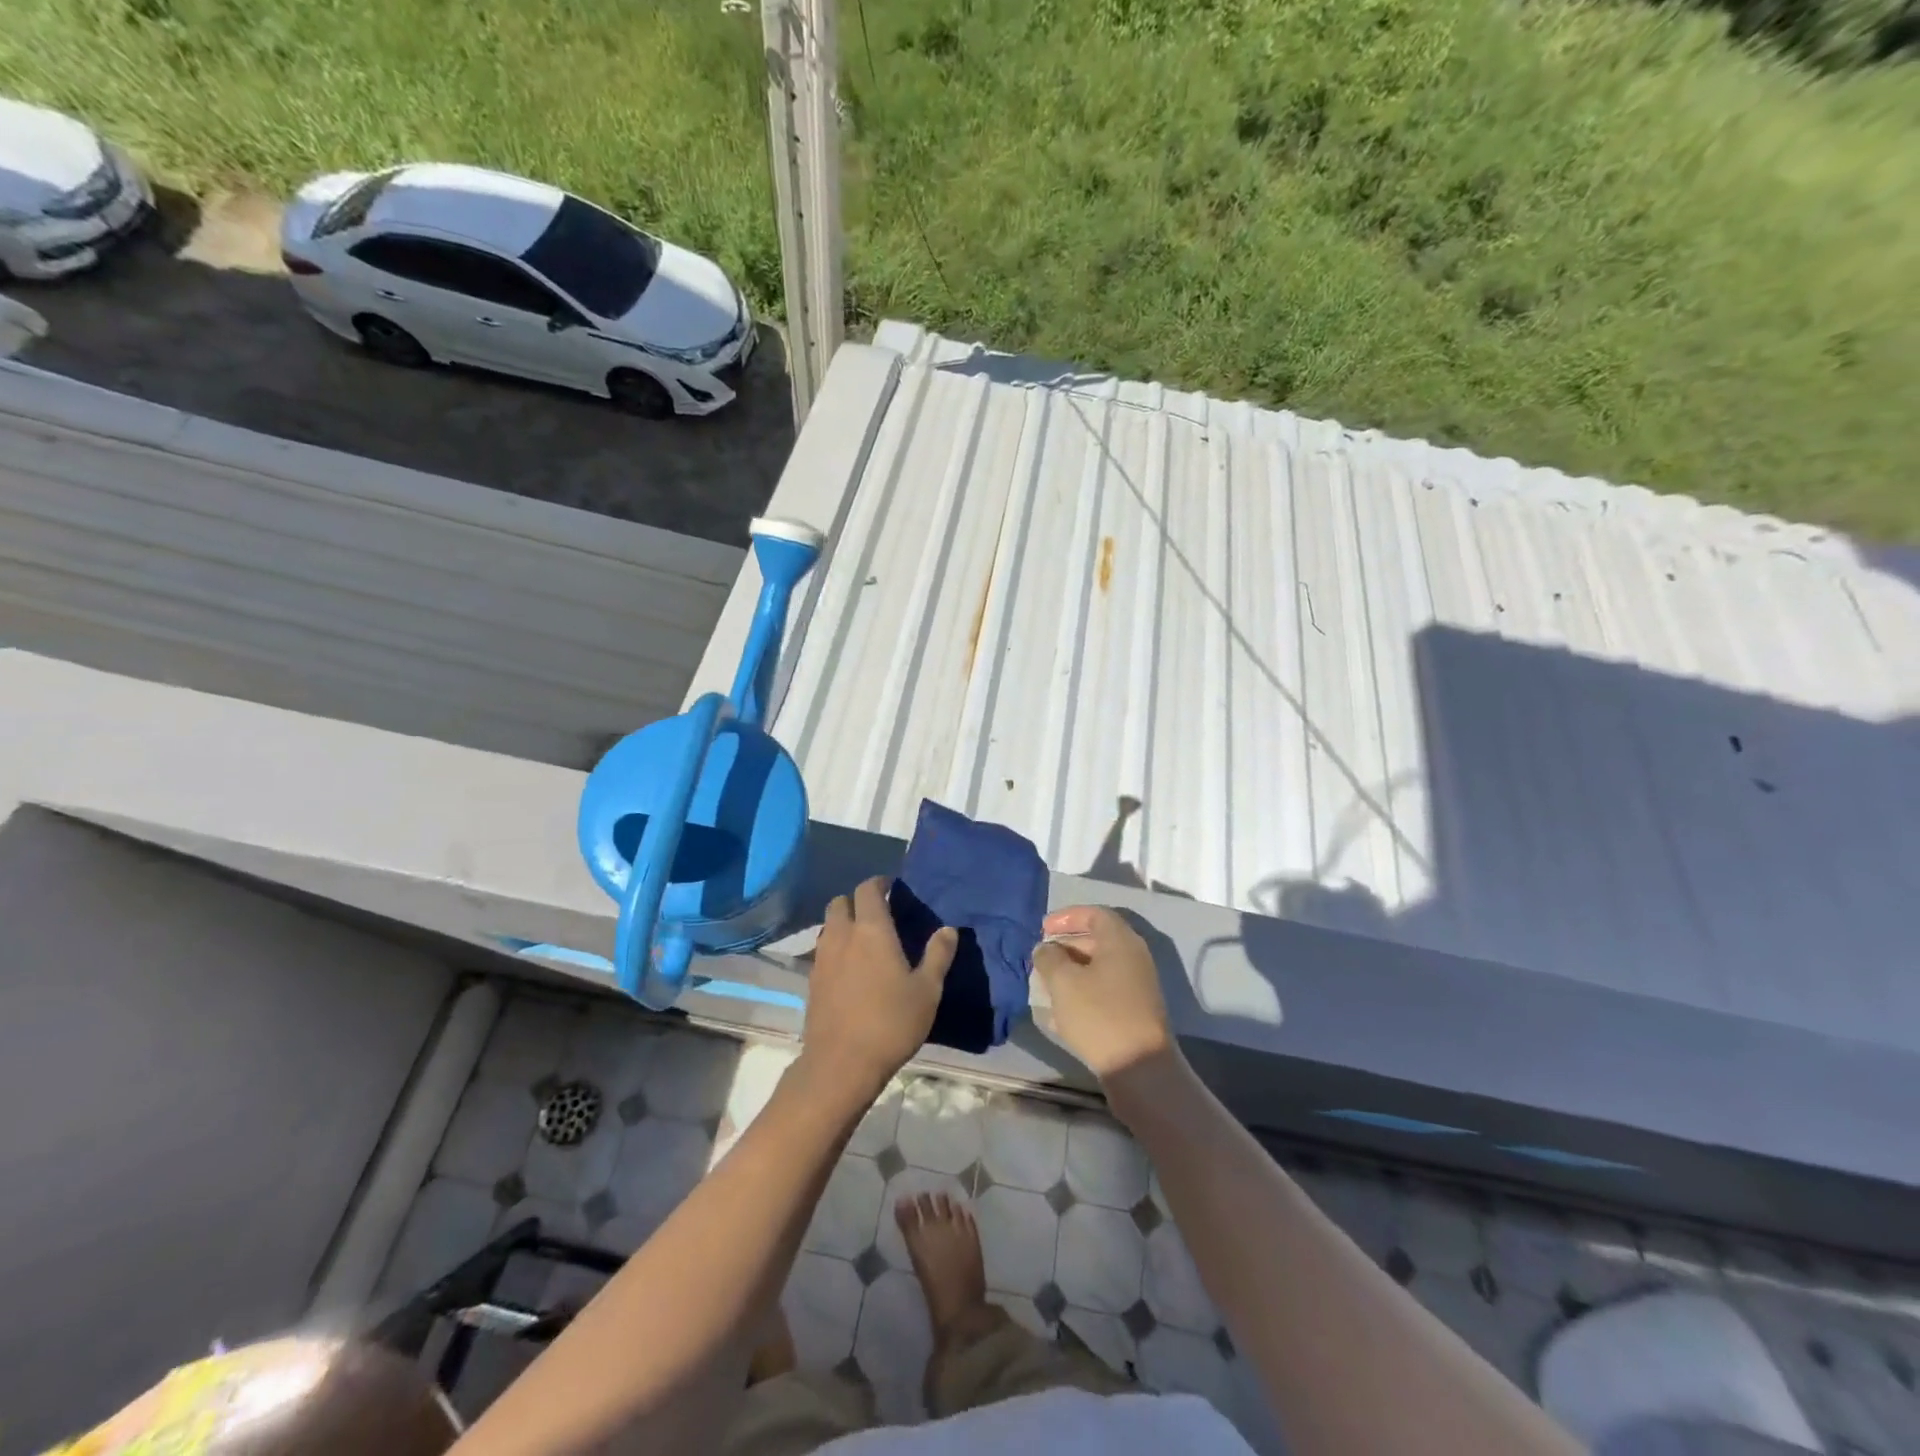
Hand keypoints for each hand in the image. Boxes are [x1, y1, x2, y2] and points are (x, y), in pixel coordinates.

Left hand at [802, 878, 957, 1095]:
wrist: (841, 1064)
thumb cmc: (891, 1022)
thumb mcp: (927, 991)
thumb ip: (938, 955)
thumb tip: (948, 929)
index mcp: (872, 930)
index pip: (868, 890)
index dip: (878, 884)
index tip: (891, 888)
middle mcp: (842, 936)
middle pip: (840, 902)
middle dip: (856, 901)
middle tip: (876, 915)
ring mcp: (822, 958)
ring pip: (828, 926)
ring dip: (843, 924)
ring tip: (863, 941)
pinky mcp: (811, 981)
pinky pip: (822, 951)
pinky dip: (834, 949)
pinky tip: (849, 969)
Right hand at [1033, 905, 1174, 1080]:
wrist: (1139, 1067)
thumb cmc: (1099, 1014)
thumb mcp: (1063, 981)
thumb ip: (1049, 957)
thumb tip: (1045, 948)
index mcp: (1121, 940)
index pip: (1094, 914)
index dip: (1066, 917)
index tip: (1042, 929)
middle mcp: (1134, 957)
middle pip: (1097, 939)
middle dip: (1066, 945)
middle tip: (1041, 957)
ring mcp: (1137, 984)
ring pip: (1099, 966)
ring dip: (1072, 970)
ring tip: (1046, 983)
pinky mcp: (1135, 1010)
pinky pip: (1105, 988)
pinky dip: (1083, 990)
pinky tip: (1062, 1010)